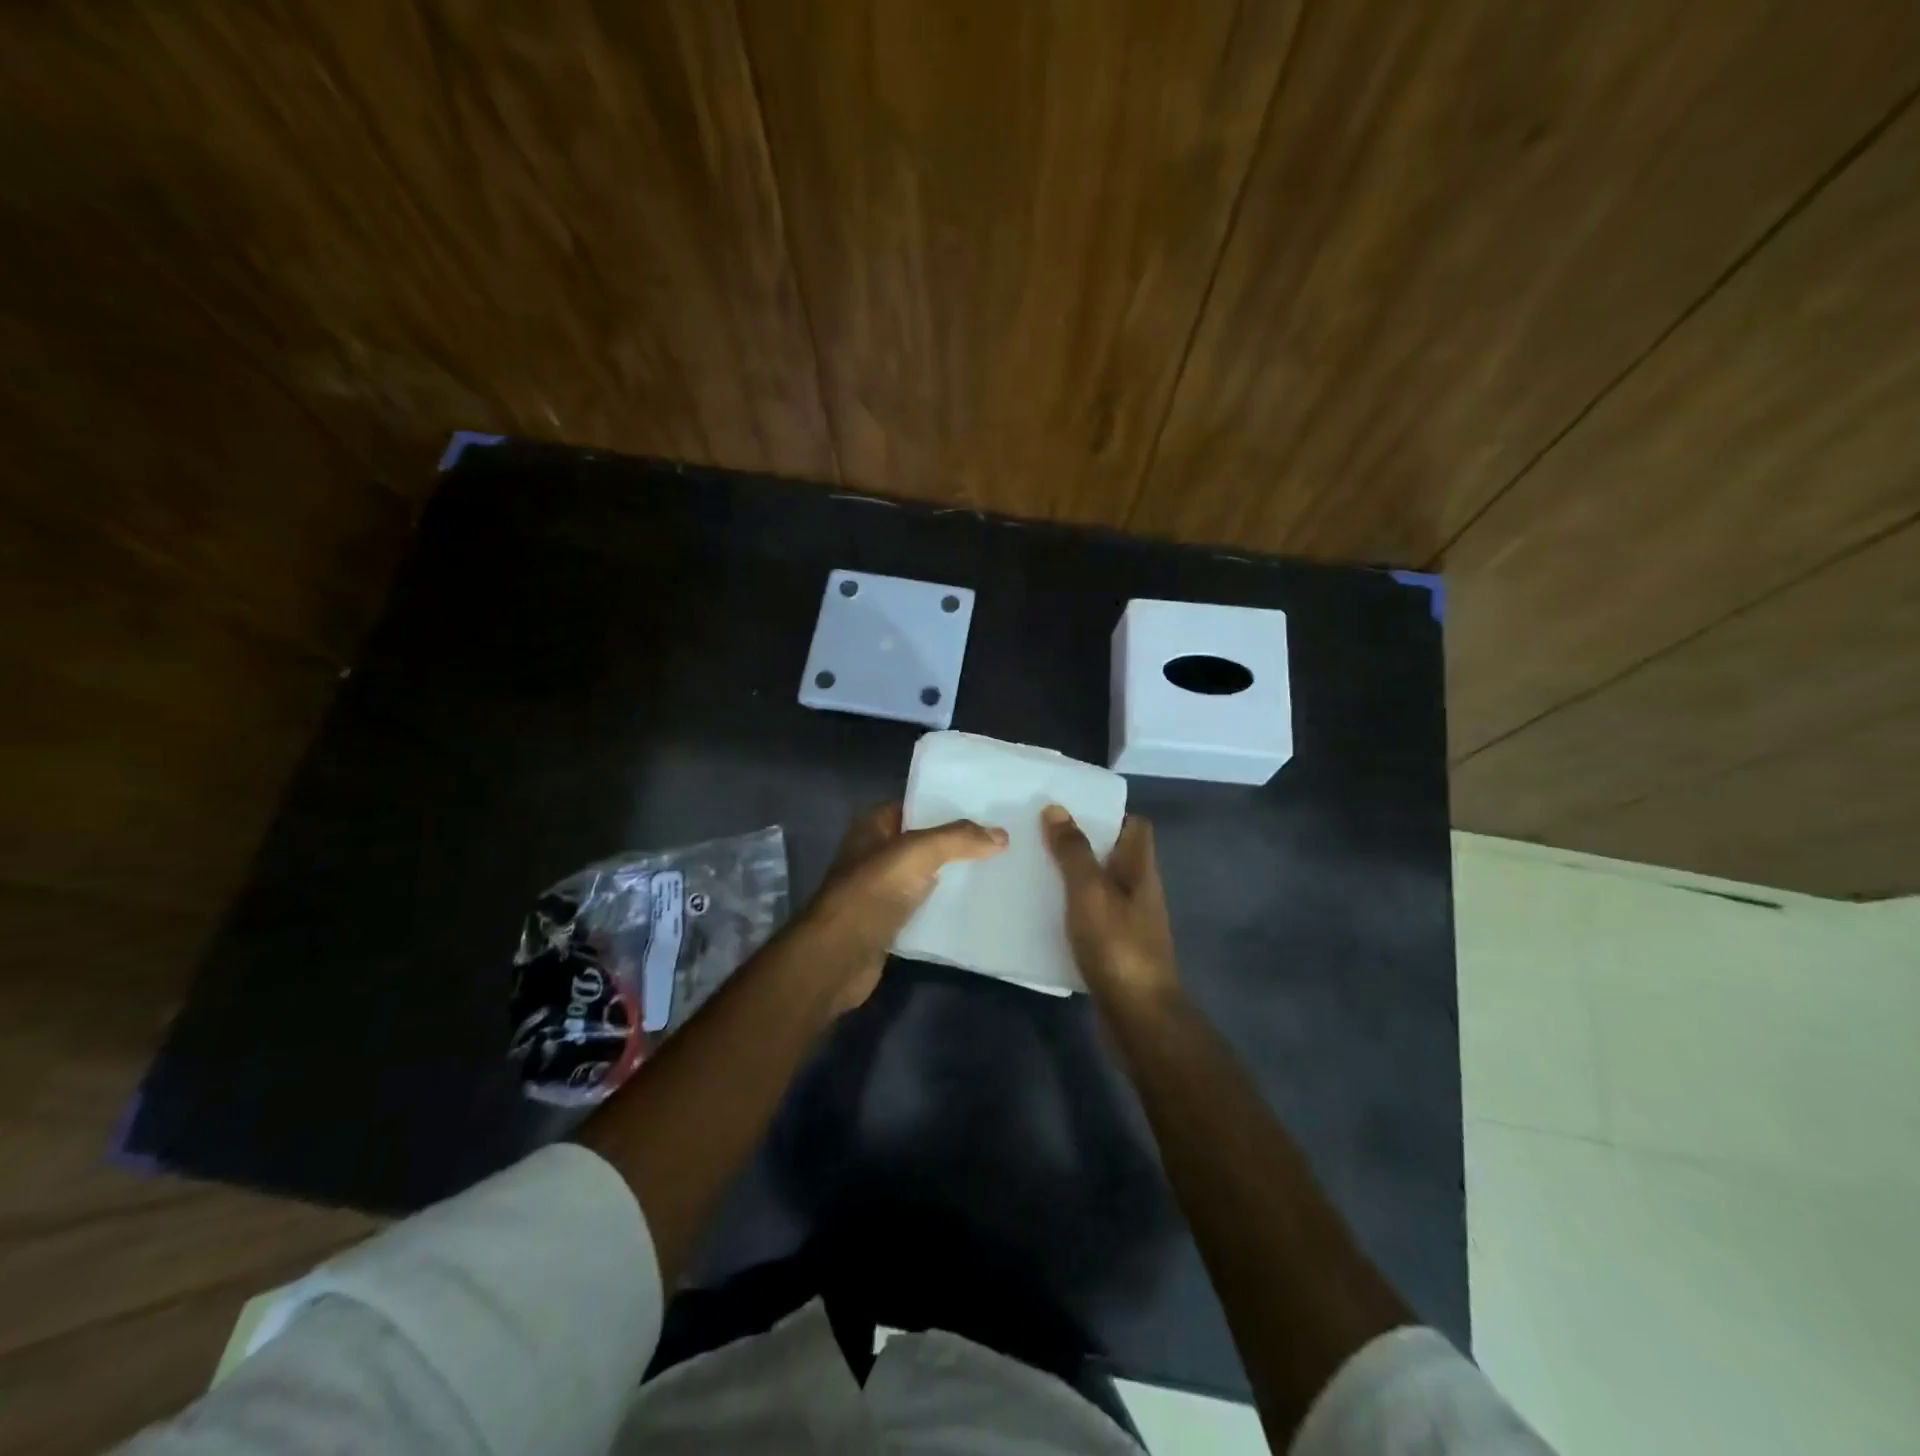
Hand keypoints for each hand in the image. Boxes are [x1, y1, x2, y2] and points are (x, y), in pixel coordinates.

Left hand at [800, 802, 1007, 1011]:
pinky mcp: (889, 922)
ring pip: (926, 875)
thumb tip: (1002, 835)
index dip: (949, 806)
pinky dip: (946, 907)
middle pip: (925, 841)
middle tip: (1002, 841)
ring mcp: (881, 889)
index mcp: (874, 825)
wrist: (839, 956)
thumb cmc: (872, 891)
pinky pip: (924, 907)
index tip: (988, 810)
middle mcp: (876, 853)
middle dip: (958, 843)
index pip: (917, 805)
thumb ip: (959, 839)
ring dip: (954, 876)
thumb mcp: (918, 853)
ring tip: (999, 871)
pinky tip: (976, 907)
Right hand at [1042, 805, 1180, 1002]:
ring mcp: (1129, 921)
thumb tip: (1056, 808)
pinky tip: (1041, 913)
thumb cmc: (1117, 945)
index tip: (1069, 810)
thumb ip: (1073, 851)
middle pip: (1113, 855)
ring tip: (1032, 869)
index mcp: (1139, 869)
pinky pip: (1091, 916)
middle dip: (1080, 844)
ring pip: (1099, 886)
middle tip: (1038, 836)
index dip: (1107, 815)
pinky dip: (1069, 910)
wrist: (1137, 1014)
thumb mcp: (1090, 891)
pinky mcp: (1115, 947)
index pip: (1135, 826)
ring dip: (1071, 877)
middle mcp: (1138, 890)